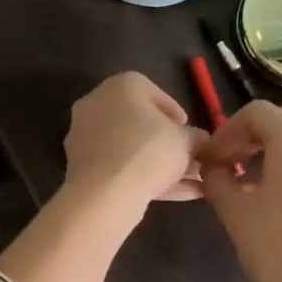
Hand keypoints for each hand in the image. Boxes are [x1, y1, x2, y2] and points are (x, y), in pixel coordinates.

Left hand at [62, 73, 205, 212]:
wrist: (104, 193)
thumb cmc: (148, 151)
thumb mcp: (185, 141)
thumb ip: (195, 138)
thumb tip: (200, 141)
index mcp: (119, 86)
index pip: (150, 90)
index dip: (173, 111)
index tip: (188, 130)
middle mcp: (96, 104)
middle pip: (137, 122)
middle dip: (166, 142)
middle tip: (188, 158)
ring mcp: (84, 137)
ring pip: (129, 148)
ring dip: (157, 164)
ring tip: (190, 182)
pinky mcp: (81, 166)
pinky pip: (118, 167)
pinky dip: (142, 178)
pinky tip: (173, 195)